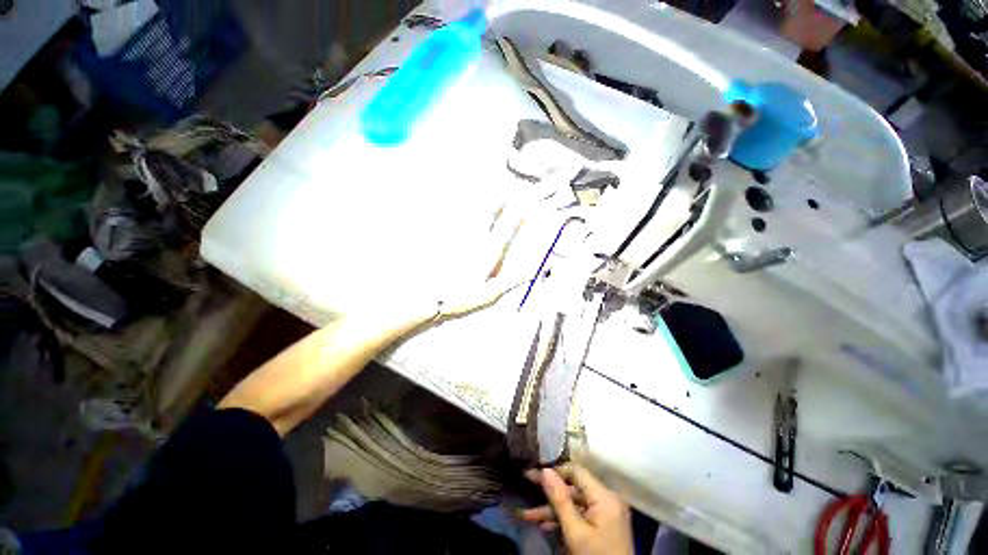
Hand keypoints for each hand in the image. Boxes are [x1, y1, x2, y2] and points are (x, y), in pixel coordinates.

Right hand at [520, 464, 632, 554]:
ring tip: (528, 515)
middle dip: (549, 493)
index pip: (576, 471)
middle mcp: (607, 499)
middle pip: (573, 488)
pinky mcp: (603, 526)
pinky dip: (564, 519)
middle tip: (527, 486)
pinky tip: (544, 526)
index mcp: (604, 496)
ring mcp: (606, 513)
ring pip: (574, 503)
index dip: (554, 471)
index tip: (534, 474)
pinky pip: (580, 515)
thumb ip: (560, 500)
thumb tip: (545, 470)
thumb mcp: (576, 533)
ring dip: (552, 509)